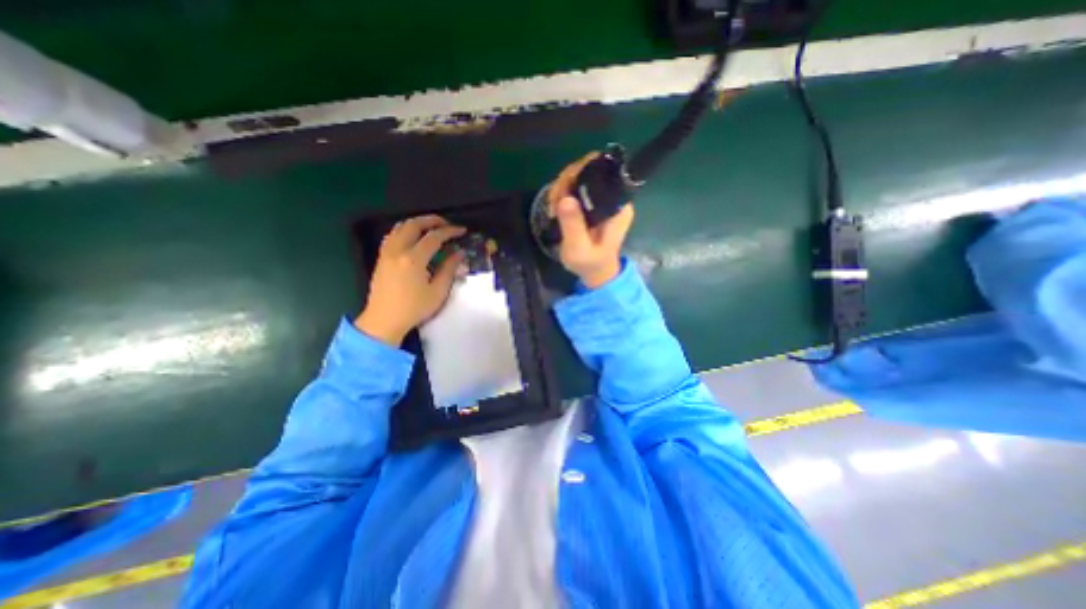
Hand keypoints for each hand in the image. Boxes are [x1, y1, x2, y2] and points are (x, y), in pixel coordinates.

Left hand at [354, 214, 460, 347]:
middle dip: (432, 220)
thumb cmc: (414, 308)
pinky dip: (405, 230)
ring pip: (400, 227)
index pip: (434, 237)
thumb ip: (449, 269)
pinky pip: (392, 235)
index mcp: (413, 259)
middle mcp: (398, 250)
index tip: (462, 230)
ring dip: (417, 223)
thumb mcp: (438, 291)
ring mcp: (386, 253)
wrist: (384, 320)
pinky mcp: (381, 258)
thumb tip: (459, 253)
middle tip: (446, 224)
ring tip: (431, 227)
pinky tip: (413, 237)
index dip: (450, 231)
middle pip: (413, 224)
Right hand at [551, 152, 638, 286]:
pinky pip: (577, 187)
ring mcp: (603, 199)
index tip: (563, 191)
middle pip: (589, 170)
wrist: (596, 273)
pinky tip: (556, 209)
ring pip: (580, 177)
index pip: (603, 172)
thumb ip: (573, 225)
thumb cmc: (590, 263)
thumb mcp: (579, 249)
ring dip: (562, 188)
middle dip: (567, 182)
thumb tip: (565, 198)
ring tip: (553, 209)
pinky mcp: (593, 203)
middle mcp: (614, 197)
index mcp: (618, 206)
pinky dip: (563, 194)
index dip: (580, 173)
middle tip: (554, 204)